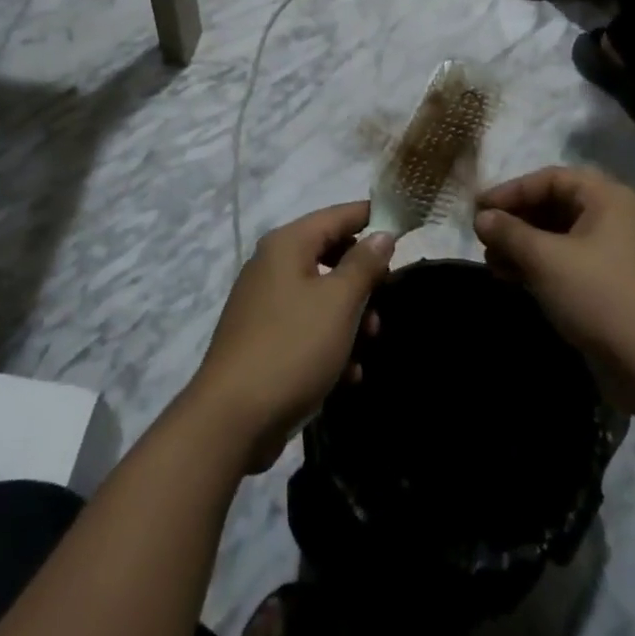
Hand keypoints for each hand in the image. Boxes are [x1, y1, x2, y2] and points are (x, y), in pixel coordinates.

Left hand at [189, 202, 394, 471]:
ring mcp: (264, 304)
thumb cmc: (292, 347)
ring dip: (350, 317)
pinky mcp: (262, 340)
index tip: (402, 227)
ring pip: (321, 296)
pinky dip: (329, 343)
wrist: (232, 420)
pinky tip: (348, 375)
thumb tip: (382, 234)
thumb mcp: (339, 302)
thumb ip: (364, 264)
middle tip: (387, 299)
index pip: (336, 215)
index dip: (370, 217)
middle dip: (362, 280)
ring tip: (369, 343)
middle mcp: (272, 265)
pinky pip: (306, 327)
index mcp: (287, 245)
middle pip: (330, 255)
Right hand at [475, 167, 634, 417]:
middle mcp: (613, 218)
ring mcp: (613, 253)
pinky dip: (538, 266)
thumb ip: (510, 232)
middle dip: (515, 220)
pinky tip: (510, 278)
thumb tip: (481, 217)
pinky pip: (566, 261)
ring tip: (490, 261)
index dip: (512, 190)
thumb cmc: (599, 296)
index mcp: (607, 198)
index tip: (479, 208)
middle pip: (554, 205)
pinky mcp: (608, 284)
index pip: (551, 179)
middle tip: (483, 237)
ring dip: (522, 245)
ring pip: (558, 236)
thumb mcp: (546, 260)